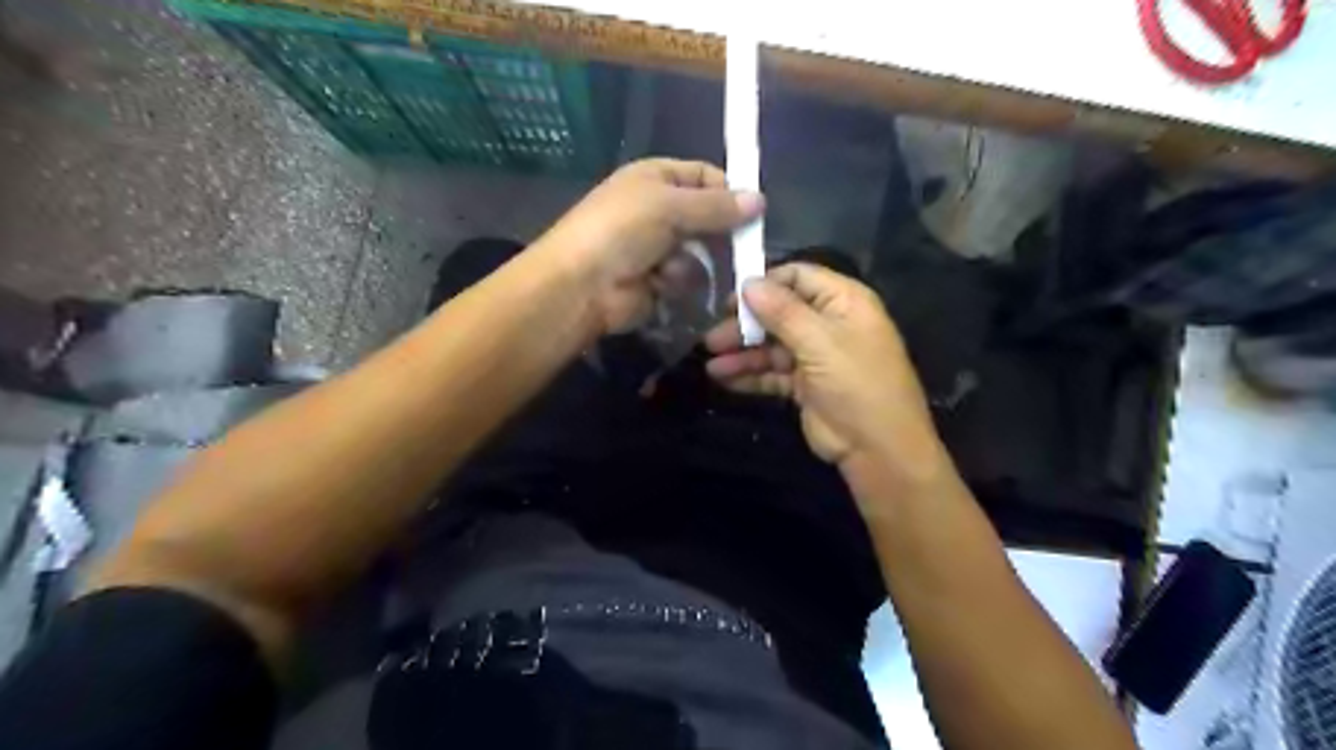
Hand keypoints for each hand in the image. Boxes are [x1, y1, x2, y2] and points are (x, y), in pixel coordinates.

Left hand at [533, 158, 762, 333]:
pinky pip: (686, 277)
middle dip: (716, 232)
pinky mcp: (658, 280)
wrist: (583, 285)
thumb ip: (716, 206)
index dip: (729, 190)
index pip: (704, 176)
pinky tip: (659, 284)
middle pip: (706, 217)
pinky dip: (676, 281)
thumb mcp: (670, 206)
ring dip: (690, 261)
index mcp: (656, 178)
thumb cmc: (622, 231)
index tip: (755, 210)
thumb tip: (761, 200)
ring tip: (668, 266)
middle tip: (738, 245)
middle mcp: (658, 210)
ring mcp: (658, 247)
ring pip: (700, 252)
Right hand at [708, 267, 949, 487]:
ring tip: (711, 363)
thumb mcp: (820, 342)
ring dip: (742, 352)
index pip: (799, 277)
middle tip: (712, 337)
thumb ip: (782, 311)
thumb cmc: (856, 384)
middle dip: (746, 324)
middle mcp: (828, 323)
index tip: (731, 298)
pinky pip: (772, 373)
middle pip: (779, 313)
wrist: (878, 448)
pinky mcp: (804, 384)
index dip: (765, 283)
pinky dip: (749, 375)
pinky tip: (723, 379)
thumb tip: (748, 283)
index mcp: (843, 302)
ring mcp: (816, 356)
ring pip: (772, 345)